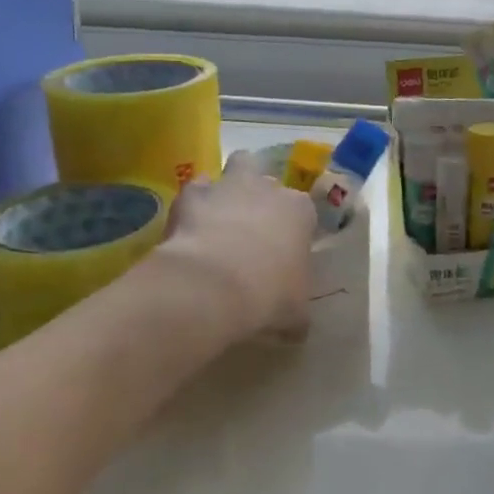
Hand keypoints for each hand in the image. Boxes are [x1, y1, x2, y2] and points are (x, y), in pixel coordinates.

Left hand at [154, 153, 315, 343]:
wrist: (213, 285)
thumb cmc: (268, 295)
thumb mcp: (295, 313)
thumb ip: (298, 313)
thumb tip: (296, 328)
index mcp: (300, 212)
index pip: (303, 210)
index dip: (293, 228)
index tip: (283, 251)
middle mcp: (268, 188)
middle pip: (269, 177)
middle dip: (261, 194)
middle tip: (251, 224)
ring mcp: (230, 186)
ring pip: (238, 164)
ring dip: (231, 185)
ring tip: (221, 214)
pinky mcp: (193, 193)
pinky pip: (197, 187)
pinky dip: (194, 202)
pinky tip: (189, 225)